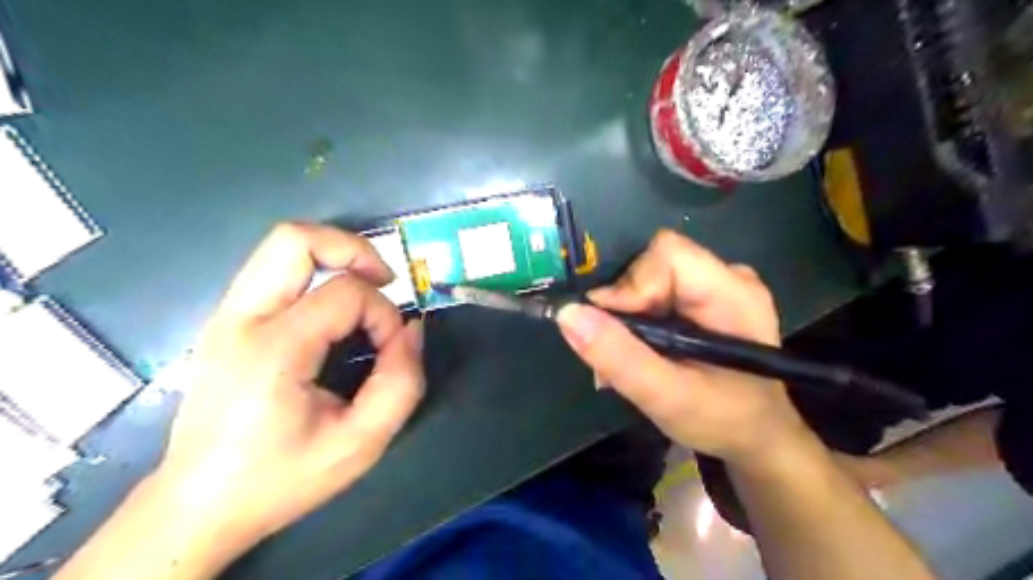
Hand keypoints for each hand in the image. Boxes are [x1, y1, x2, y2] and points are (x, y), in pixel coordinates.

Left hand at [153, 222, 422, 552]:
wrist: (198, 505)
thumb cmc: (281, 478)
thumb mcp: (360, 444)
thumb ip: (401, 383)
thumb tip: (412, 330)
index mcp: (273, 350)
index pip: (345, 293)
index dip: (383, 313)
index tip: (391, 348)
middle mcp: (241, 319)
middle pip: (296, 239)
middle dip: (354, 248)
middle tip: (385, 281)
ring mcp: (226, 315)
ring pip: (282, 246)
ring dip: (335, 255)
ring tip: (365, 289)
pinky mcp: (227, 320)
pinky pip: (276, 271)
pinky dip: (316, 273)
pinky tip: (334, 309)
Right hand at [561, 229, 811, 467]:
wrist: (755, 437)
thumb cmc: (723, 421)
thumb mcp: (667, 397)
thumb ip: (619, 357)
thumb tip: (568, 314)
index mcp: (732, 294)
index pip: (668, 254)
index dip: (631, 284)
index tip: (609, 328)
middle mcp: (726, 278)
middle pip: (653, 265)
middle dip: (623, 309)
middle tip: (610, 354)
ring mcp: (714, 287)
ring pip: (647, 280)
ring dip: (623, 319)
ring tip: (618, 362)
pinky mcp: (701, 300)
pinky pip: (654, 294)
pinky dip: (634, 322)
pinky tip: (632, 353)